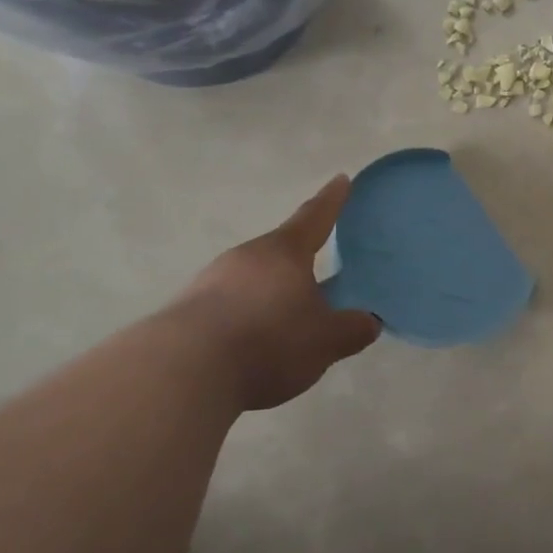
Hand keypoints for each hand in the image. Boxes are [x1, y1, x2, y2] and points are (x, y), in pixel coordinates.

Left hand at [174, 176, 381, 410]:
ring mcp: (210, 282)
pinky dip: (245, 317)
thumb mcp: (325, 341)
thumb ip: (351, 329)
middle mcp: (245, 257)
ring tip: (285, 320)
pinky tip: (251, 343)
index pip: (314, 218)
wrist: (183, 372)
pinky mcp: (185, 311)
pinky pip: (228, 305)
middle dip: (298, 260)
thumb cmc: (269, 341)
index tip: (340, 179)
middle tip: (317, 270)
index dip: (331, 200)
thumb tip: (369, 321)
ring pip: (250, 279)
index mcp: (284, 253)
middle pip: (278, 251)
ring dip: (269, 293)